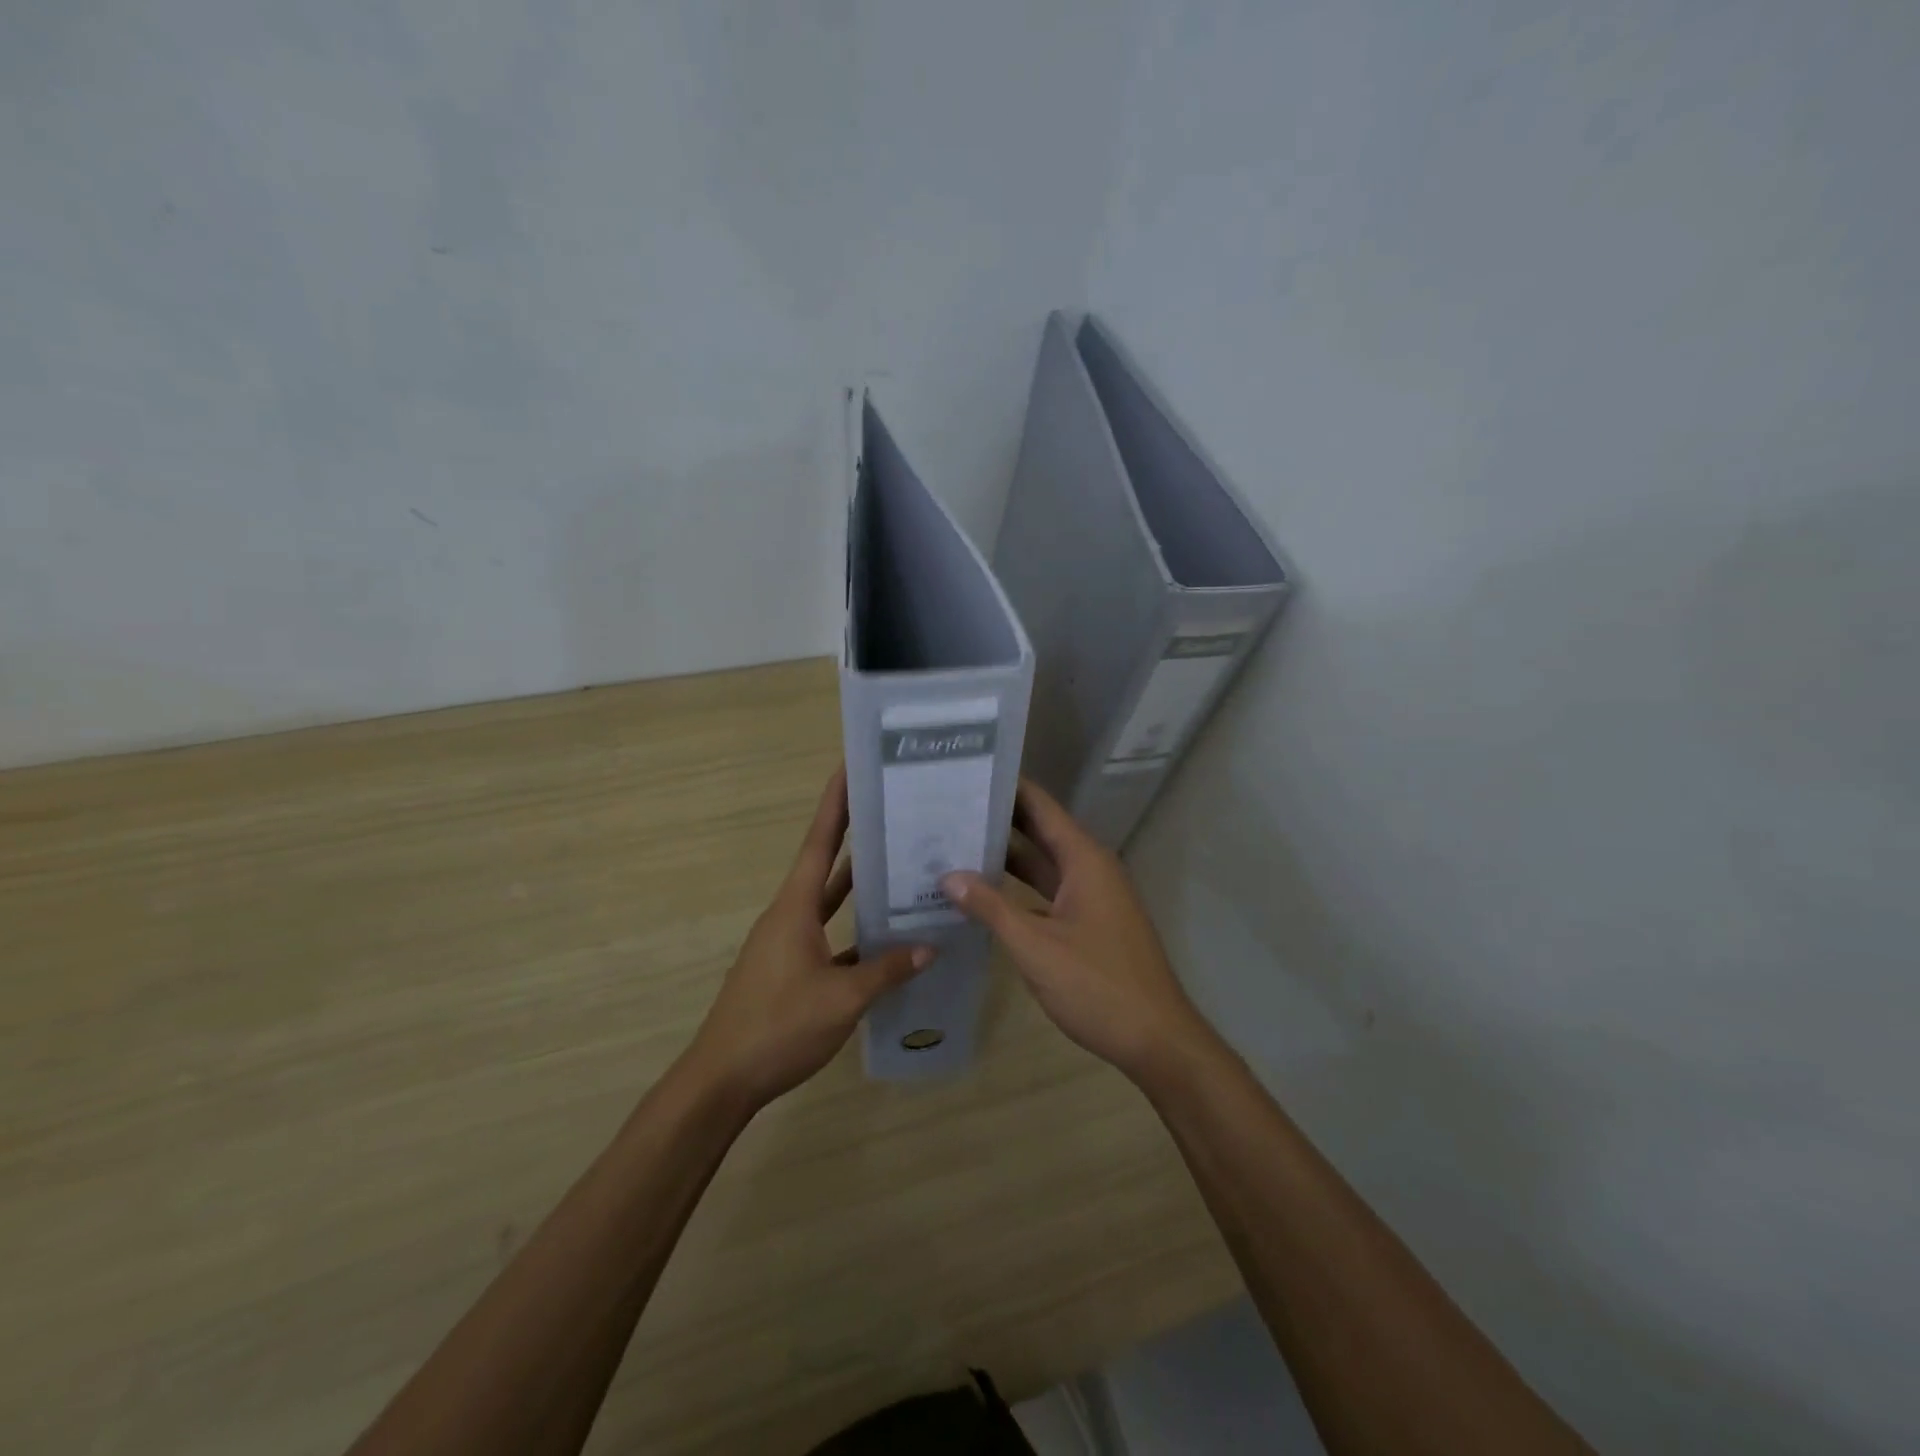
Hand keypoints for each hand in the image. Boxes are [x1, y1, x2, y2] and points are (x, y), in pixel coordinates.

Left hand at [686, 768, 930, 1109]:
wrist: (723, 1080)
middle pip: (826, 864)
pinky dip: (854, 931)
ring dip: (858, 884)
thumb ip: (886, 971)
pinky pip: (829, 936)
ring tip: (898, 863)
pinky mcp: (790, 969)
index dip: (835, 804)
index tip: (850, 768)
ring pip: (829, 902)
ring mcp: (788, 943)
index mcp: (794, 907)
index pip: (819, 842)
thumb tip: (930, 947)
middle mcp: (789, 915)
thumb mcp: (842, 999)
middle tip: (891, 810)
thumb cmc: (778, 1027)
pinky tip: (885, 938)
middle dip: (854, 835)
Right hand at [943, 779, 1214, 1082]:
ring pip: (1043, 864)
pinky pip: (1048, 891)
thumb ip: (991, 907)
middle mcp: (1090, 868)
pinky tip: (984, 892)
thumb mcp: (1035, 946)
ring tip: (956, 842)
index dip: (1007, 787)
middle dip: (999, 819)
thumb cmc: (1098, 985)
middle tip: (949, 807)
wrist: (1157, 1039)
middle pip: (1040, 830)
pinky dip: (1018, 888)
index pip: (1041, 806)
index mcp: (1084, 859)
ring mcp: (1091, 896)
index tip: (967, 772)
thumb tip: (948, 875)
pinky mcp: (1089, 922)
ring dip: (1006, 856)